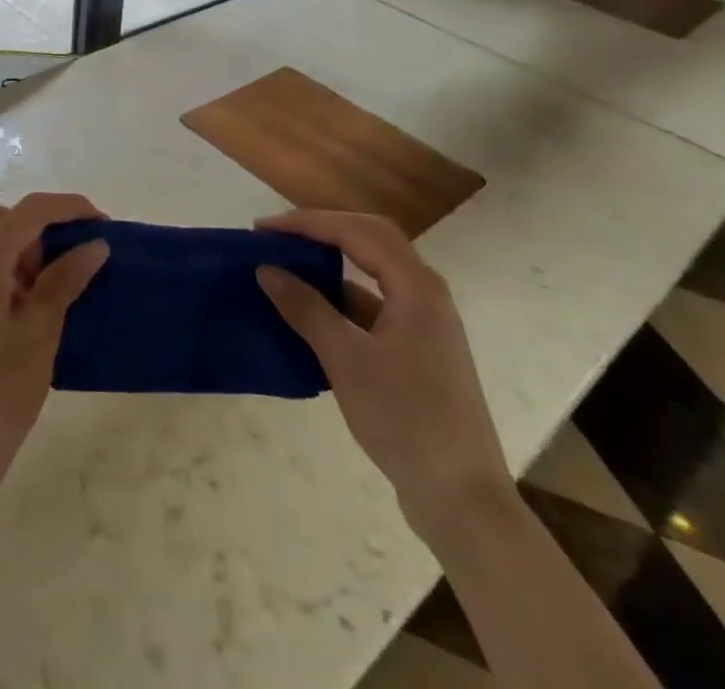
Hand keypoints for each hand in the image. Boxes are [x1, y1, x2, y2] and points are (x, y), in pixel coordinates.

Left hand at [0, 193, 110, 502]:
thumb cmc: (0, 390)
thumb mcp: (40, 330)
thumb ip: (66, 279)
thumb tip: (95, 244)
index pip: (28, 211)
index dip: (68, 207)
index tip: (103, 223)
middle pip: (0, 216)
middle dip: (39, 224)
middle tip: (71, 255)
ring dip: (22, 244)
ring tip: (55, 280)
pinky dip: (6, 264)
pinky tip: (30, 299)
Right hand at [255, 211, 510, 544]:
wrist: (461, 500)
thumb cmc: (405, 421)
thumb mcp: (347, 361)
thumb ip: (306, 309)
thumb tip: (266, 270)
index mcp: (417, 287)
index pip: (357, 231)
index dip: (307, 223)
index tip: (263, 229)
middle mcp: (425, 294)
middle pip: (370, 239)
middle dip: (321, 230)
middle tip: (276, 236)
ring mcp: (424, 323)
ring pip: (372, 272)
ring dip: (330, 263)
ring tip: (286, 266)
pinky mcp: (417, 350)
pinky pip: (373, 305)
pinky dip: (339, 299)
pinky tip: (308, 312)